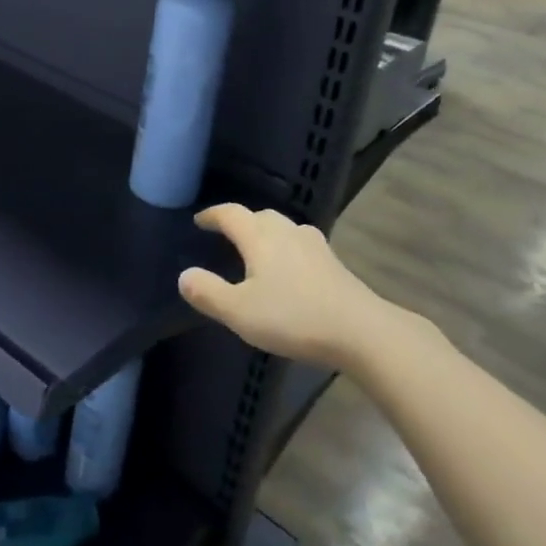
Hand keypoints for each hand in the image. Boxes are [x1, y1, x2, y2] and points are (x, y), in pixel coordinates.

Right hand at [178, 204, 406, 369]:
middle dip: (241, 222)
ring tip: (257, 251)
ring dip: (267, 234)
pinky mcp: (334, 264)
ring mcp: (315, 246)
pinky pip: (301, 245)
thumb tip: (184, 275)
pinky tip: (289, 270)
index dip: (213, 215)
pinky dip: (287, 250)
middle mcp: (287, 232)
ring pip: (284, 229)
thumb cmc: (293, 317)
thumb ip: (208, 293)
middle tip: (226, 235)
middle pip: (260, 216)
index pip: (231, 214)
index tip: (200, 221)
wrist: (361, 331)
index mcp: (260, 237)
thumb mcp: (239, 312)